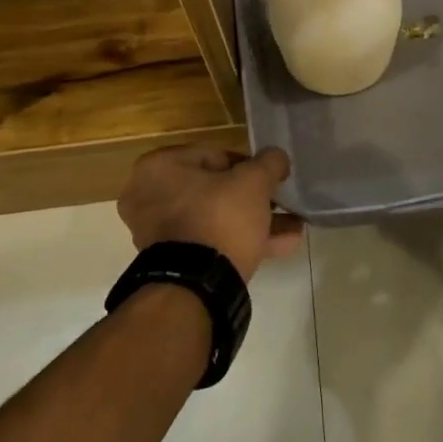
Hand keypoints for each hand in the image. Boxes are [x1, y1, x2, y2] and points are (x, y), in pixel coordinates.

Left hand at [117, 145, 303, 281]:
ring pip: (216, 219)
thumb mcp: (253, 182)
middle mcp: (150, 196)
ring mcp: (158, 232)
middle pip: (216, 190)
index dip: (250, 166)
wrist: (197, 285)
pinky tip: (282, 245)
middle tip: (281, 203)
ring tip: (292, 226)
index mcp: (159, 167)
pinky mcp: (173, 261)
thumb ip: (269, 163)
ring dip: (255, 221)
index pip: (215, 156)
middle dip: (255, 199)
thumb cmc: (219, 218)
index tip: (271, 179)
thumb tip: (277, 158)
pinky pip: (210, 242)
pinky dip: (241, 241)